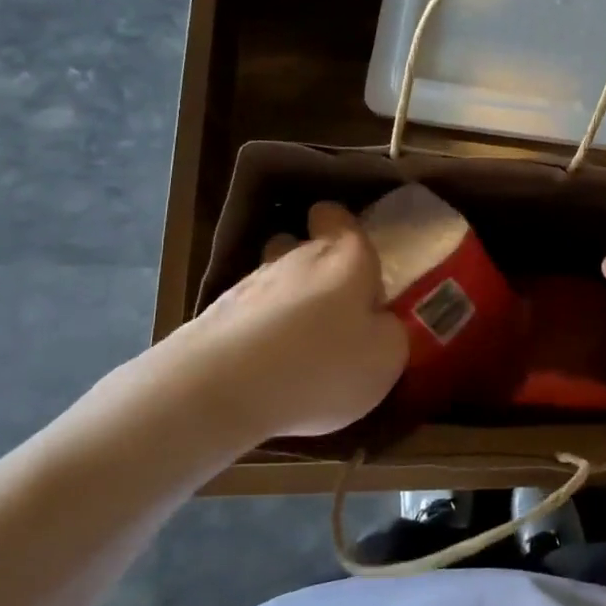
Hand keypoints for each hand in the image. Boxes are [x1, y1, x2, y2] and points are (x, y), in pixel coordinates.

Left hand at [98, 203, 406, 466]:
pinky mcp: (215, 316)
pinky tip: (265, 369)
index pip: (337, 216)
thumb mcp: (386, 358)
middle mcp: (296, 256)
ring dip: (286, 303)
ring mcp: (250, 284)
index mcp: (345, 257)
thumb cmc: (321, 365)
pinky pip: (249, 315)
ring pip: (274, 280)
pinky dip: (259, 334)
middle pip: (304, 246)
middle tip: (334, 311)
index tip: (354, 256)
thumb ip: (389, 332)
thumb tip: (379, 323)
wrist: (219, 389)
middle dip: (318, 272)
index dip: (343, 229)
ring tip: (297, 345)